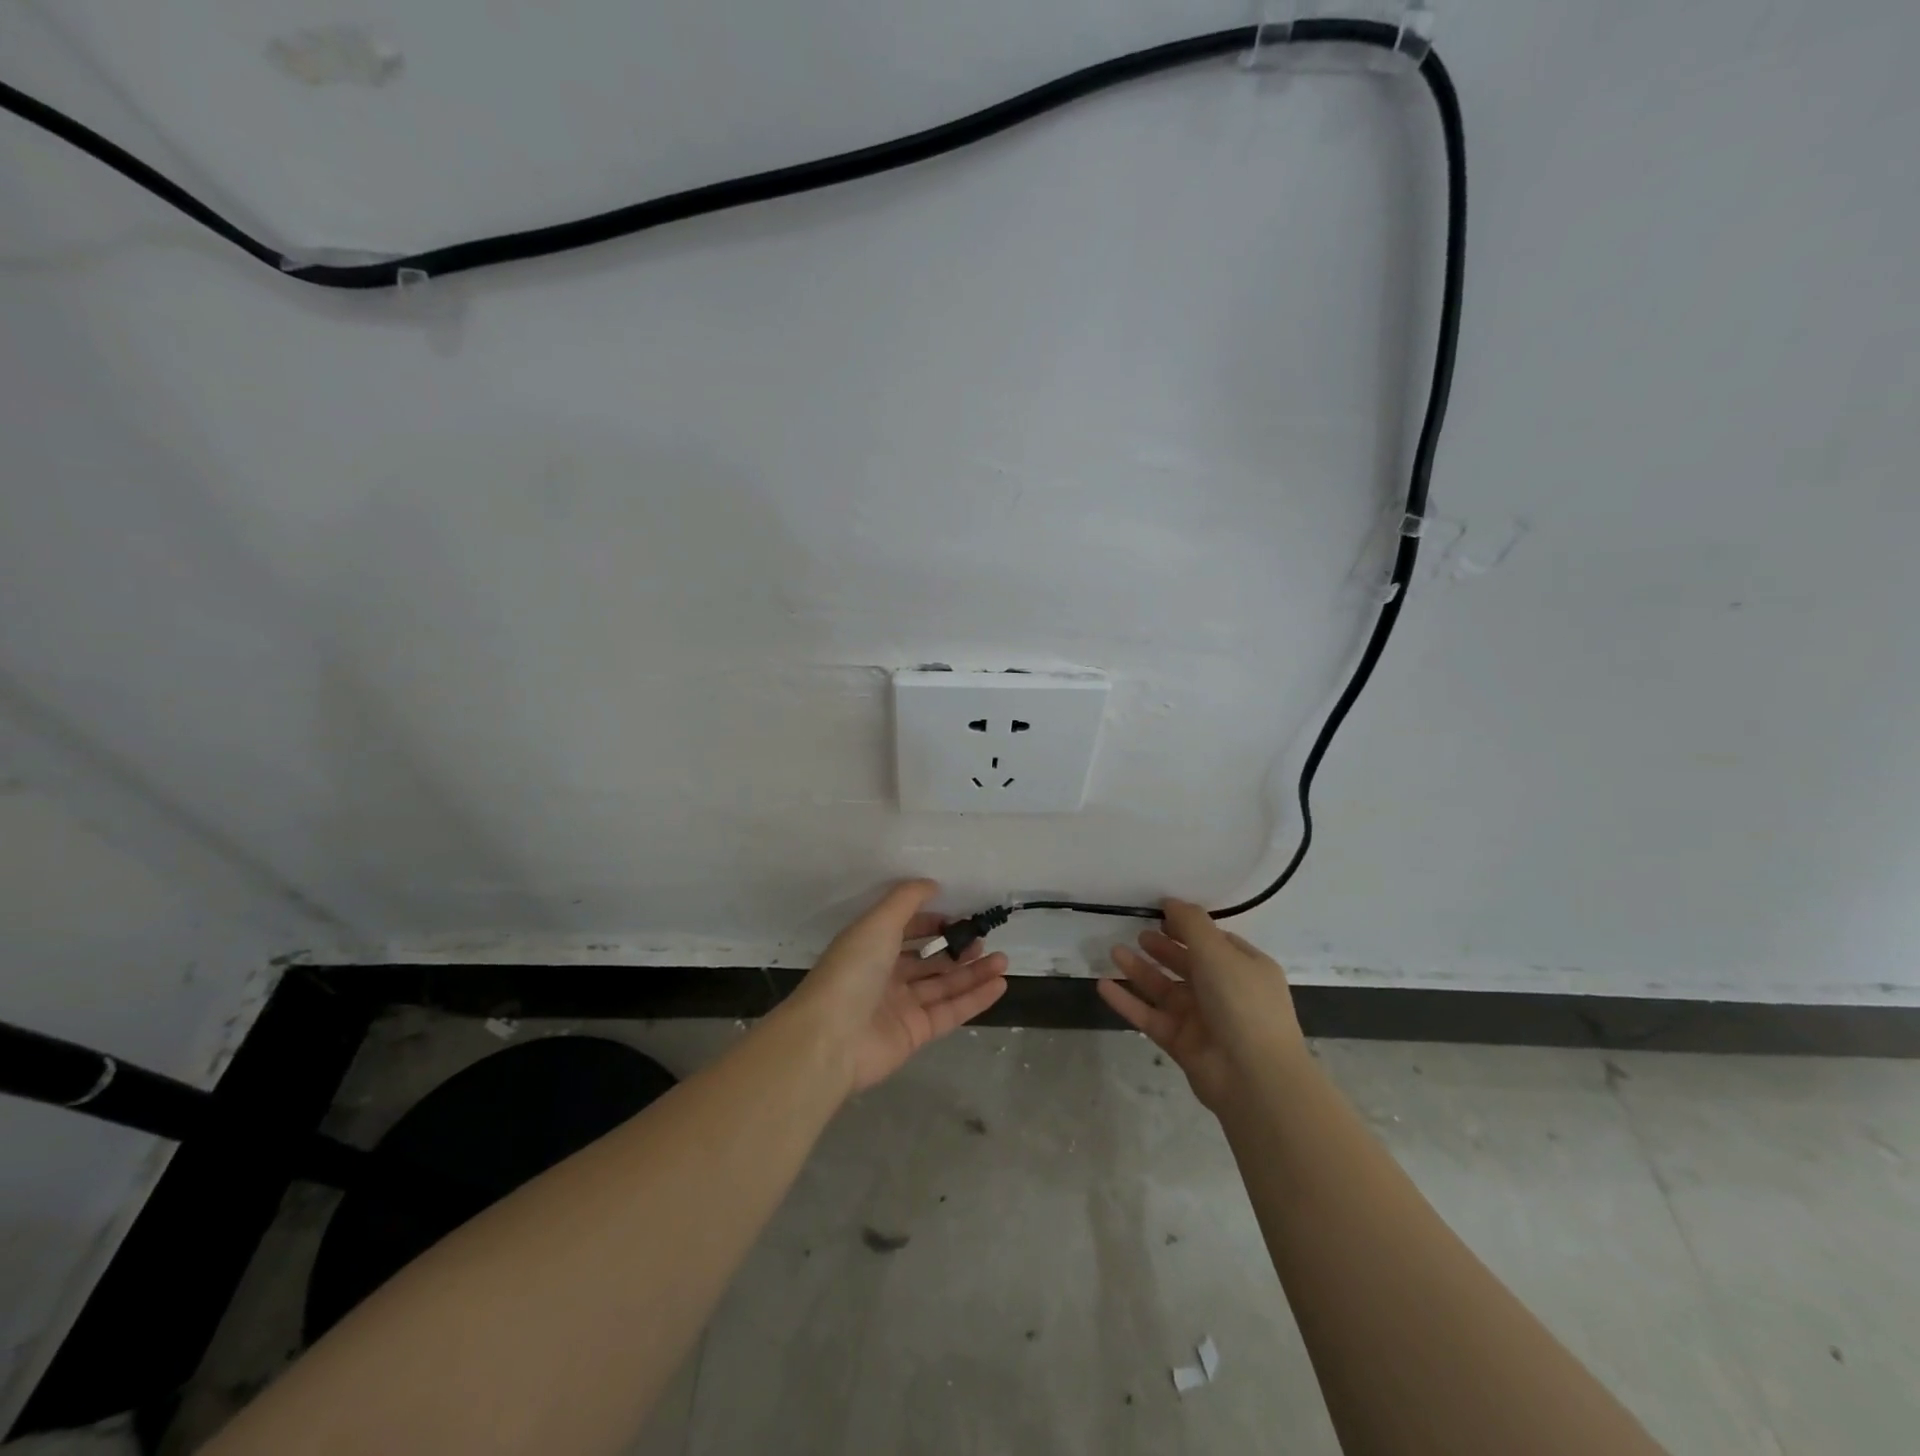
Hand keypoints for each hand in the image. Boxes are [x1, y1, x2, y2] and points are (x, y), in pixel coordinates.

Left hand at [793, 880, 1008, 1092]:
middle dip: (956, 948)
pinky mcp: (916, 1033)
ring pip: (943, 985)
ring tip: (1003, 960)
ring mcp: (901, 1006)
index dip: (931, 922)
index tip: (958, 917)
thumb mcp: (877, 923)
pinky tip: (999, 983)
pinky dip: (975, 998)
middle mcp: (885, 975)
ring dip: (973, 972)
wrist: (831, 1038)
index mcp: (870, 947)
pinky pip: (950, 1011)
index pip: (905, 930)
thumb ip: (906, 900)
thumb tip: (932, 884)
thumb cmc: (853, 971)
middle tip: (984, 940)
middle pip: (928, 960)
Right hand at [1097, 900, 1305, 1113]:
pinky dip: (1128, 1002)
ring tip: (1113, 951)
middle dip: (1162, 948)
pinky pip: (1150, 1017)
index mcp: (1246, 968)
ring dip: (1140, 970)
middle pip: (1188, 964)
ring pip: (1165, 989)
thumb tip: (1171, 901)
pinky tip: (1103, 986)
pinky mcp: (1181, 1043)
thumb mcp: (1218, 952)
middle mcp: (1226, 992)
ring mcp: (1203, 1020)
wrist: (1254, 1077)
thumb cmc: (1241, 1002)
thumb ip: (1191, 924)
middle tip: (1137, 933)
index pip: (1215, 941)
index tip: (1160, 913)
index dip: (1188, 927)